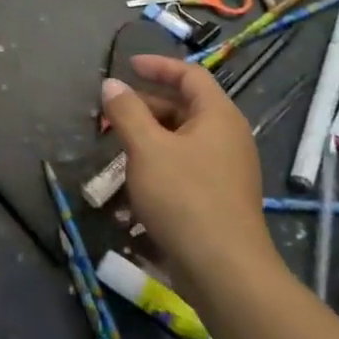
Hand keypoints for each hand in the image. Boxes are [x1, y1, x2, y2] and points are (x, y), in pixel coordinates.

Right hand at [99, 55, 278, 287]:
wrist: (224, 272)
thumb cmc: (185, 198)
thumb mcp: (147, 148)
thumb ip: (126, 112)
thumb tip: (112, 84)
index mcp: (218, 116)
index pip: (190, 75)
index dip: (158, 66)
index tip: (127, 66)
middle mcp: (228, 137)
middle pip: (184, 107)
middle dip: (144, 107)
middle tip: (110, 116)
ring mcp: (226, 170)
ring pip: (181, 139)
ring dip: (147, 138)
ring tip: (116, 149)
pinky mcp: (218, 198)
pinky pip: (185, 166)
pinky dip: (158, 164)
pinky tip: (133, 184)